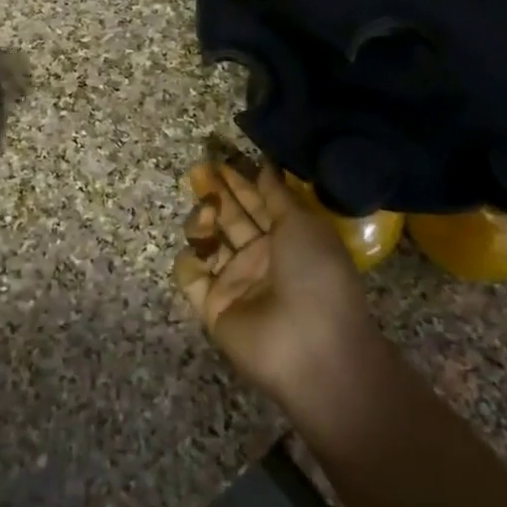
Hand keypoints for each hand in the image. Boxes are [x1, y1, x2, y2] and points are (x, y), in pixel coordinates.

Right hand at [174, 159, 370, 407]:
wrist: (311, 347)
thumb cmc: (315, 276)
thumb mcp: (303, 224)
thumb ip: (277, 195)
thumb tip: (266, 164)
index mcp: (287, 239)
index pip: (257, 203)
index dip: (239, 181)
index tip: (219, 159)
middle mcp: (259, 258)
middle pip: (229, 219)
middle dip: (214, 194)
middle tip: (198, 171)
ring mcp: (234, 282)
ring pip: (207, 243)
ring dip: (202, 223)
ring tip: (207, 215)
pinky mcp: (211, 305)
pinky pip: (191, 276)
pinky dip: (191, 262)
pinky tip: (200, 254)